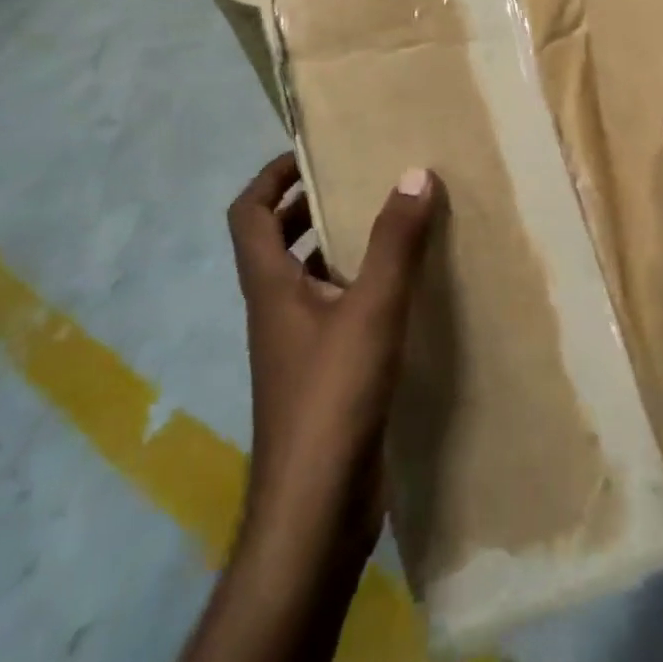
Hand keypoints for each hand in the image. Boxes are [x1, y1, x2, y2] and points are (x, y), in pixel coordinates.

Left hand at [226, 154, 438, 571]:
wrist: (316, 509)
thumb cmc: (332, 397)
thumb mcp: (371, 309)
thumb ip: (394, 242)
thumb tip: (414, 173)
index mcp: (271, 287)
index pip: (248, 214)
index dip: (271, 176)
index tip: (311, 152)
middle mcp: (276, 310)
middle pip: (276, 242)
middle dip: (309, 205)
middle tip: (358, 179)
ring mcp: (298, 346)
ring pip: (310, 277)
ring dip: (338, 245)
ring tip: (389, 220)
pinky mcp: (325, 374)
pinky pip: (337, 311)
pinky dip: (360, 287)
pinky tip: (404, 288)